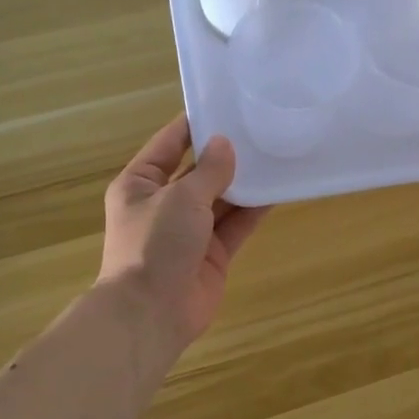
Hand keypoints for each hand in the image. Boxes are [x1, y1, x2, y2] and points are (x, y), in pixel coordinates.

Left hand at [97, 115, 268, 351]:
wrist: (152, 312)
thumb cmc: (155, 244)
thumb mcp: (181, 198)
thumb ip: (209, 170)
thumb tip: (225, 144)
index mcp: (140, 184)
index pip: (169, 144)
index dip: (195, 125)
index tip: (225, 105)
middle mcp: (164, 204)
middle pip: (198, 171)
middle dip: (226, 154)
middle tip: (260, 128)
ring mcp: (189, 230)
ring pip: (221, 198)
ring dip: (244, 181)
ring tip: (276, 154)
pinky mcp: (212, 253)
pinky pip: (236, 224)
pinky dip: (254, 209)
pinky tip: (278, 190)